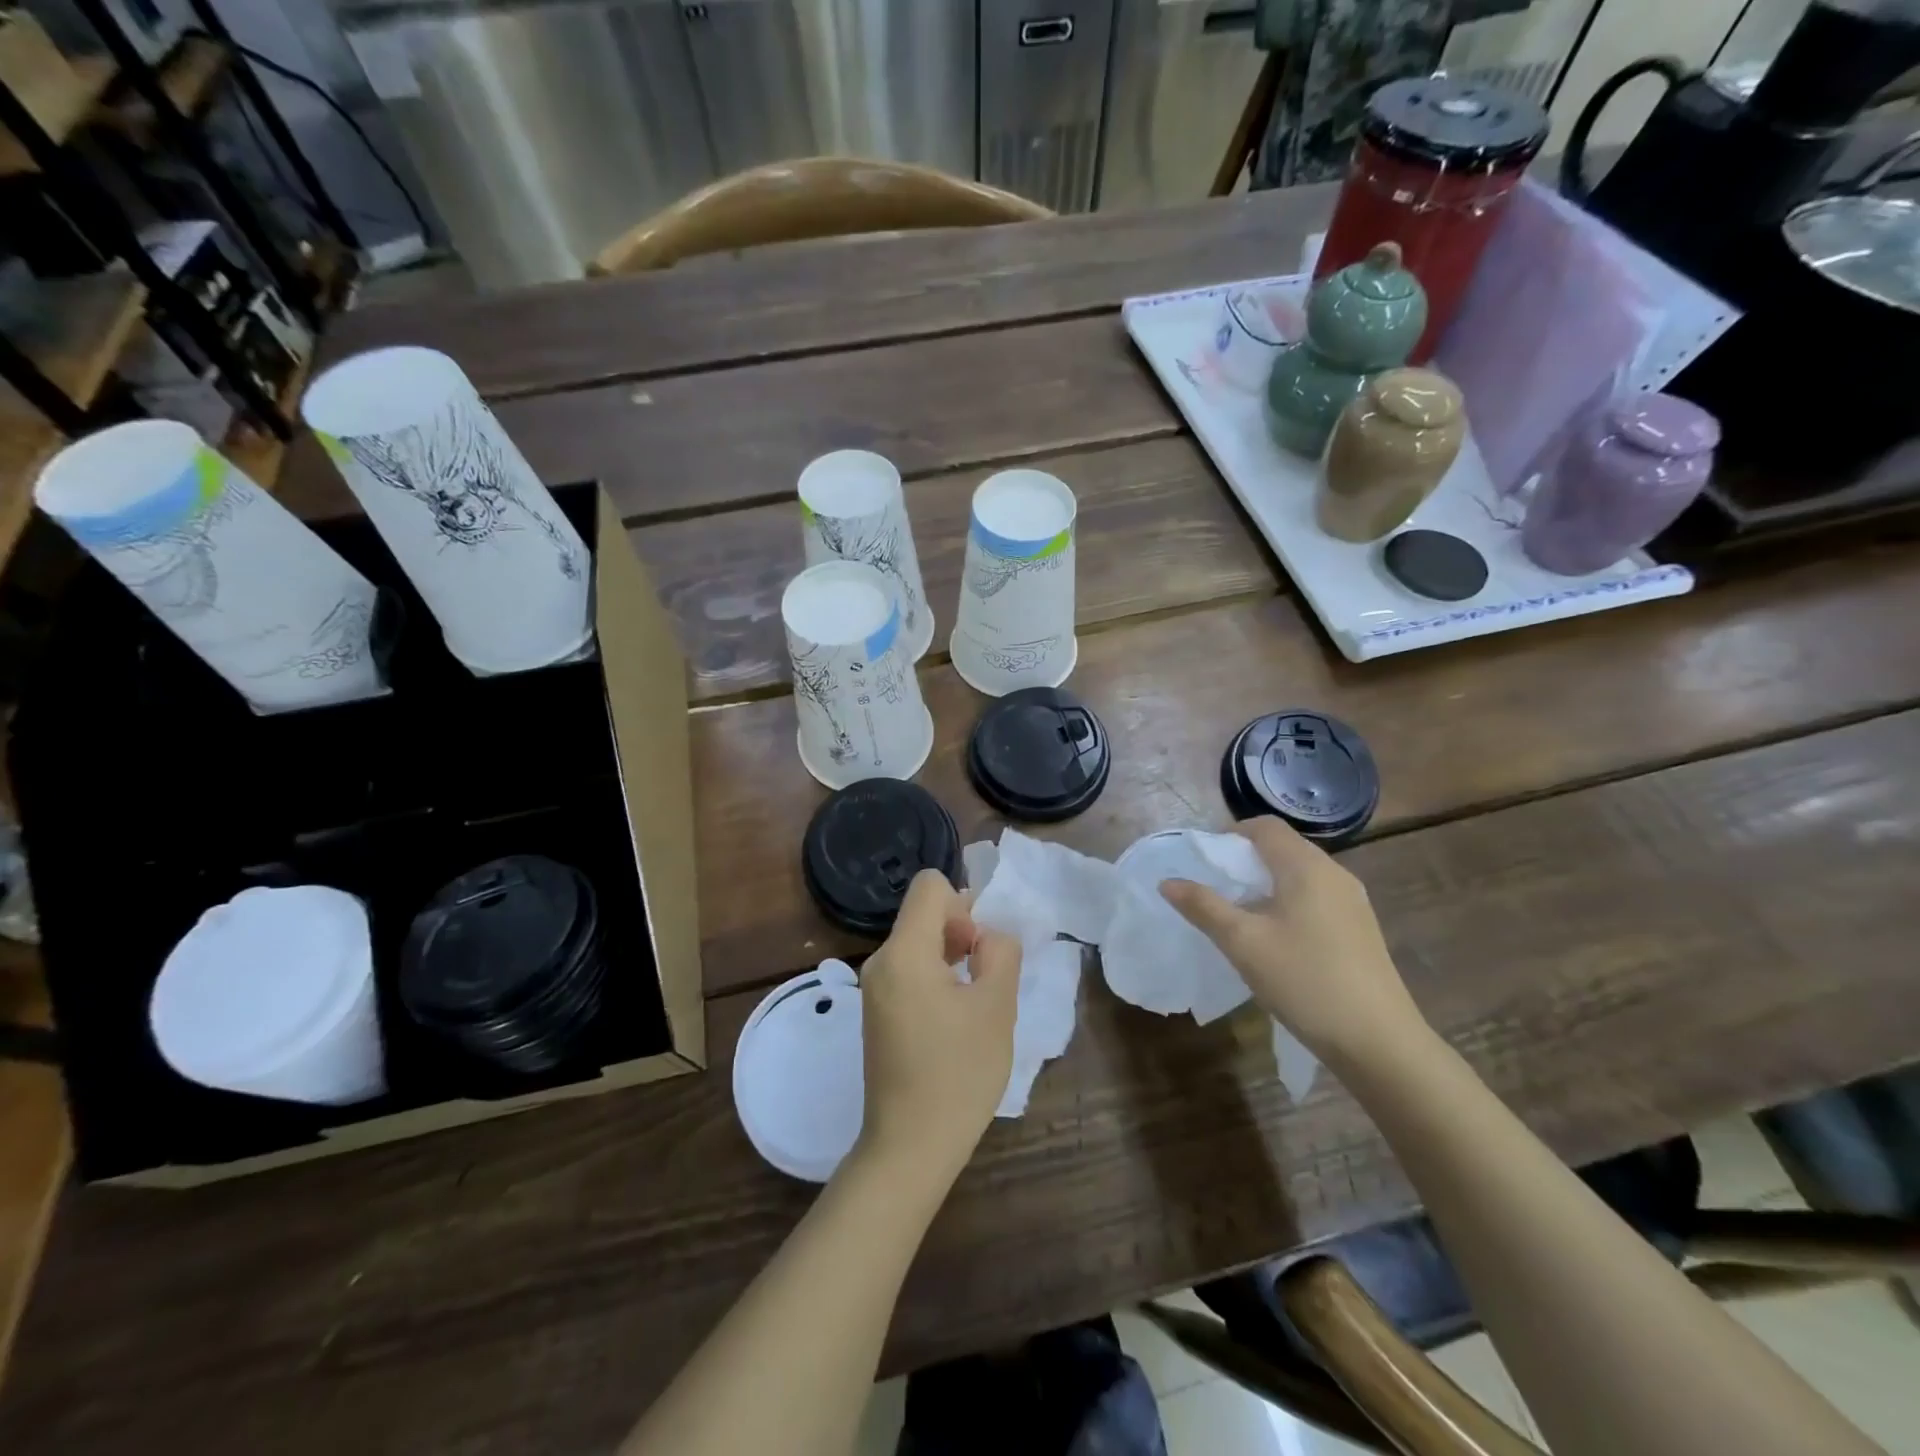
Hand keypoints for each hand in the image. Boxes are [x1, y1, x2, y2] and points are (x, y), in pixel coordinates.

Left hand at [856, 871, 1020, 1186]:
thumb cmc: (958, 1073)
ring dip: (951, 958)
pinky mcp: (876, 1011)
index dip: (964, 904)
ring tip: (973, 1004)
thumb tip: (988, 935)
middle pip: (923, 913)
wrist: (909, 1146)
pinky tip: (954, 1021)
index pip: (930, 885)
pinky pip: (908, 970)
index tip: (978, 950)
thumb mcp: (997, 1007)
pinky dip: (935, 979)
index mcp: (904, 951)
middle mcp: (880, 960)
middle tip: (985, 980)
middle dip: (961, 932)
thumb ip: (1000, 953)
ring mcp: (874, 988)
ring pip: (918, 943)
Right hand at [1159, 816, 1425, 1064]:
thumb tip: (1168, 882)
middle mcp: (1334, 874)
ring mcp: (1353, 902)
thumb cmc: (1304, 981)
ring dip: (1266, 883)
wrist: (1379, 1042)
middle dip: (1245, 859)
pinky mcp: (1360, 929)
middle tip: (1215, 887)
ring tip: (1240, 914)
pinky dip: (1288, 902)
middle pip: (1284, 847)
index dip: (1231, 833)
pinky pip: (1316, 897)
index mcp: (1306, 867)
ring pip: (1300, 874)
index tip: (1204, 859)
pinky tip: (1276, 938)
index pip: (1265, 827)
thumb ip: (1203, 907)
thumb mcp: (1242, 943)